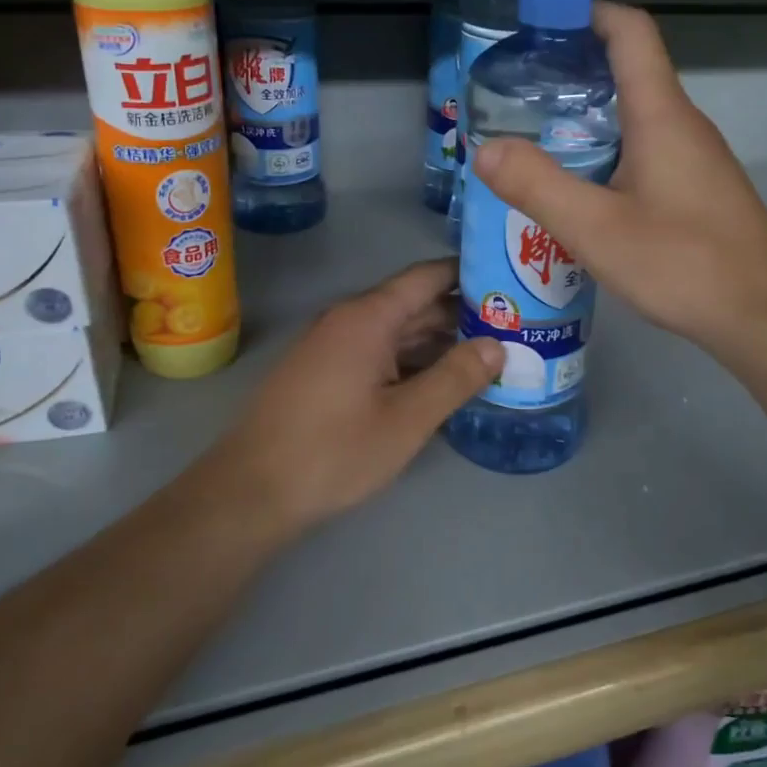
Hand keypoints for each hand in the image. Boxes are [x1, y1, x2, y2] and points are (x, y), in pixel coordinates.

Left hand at [202, 260, 502, 529]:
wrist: (250, 492)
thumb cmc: (334, 451)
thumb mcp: (406, 419)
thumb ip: (455, 378)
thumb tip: (498, 345)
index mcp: (368, 317)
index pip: (427, 276)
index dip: (469, 274)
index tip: (510, 279)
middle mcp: (349, 320)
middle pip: (415, 304)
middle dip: (463, 314)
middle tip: (515, 325)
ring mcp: (334, 347)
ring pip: (398, 332)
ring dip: (440, 341)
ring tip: (491, 353)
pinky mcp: (326, 373)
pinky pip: (379, 353)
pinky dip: (413, 361)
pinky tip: (443, 381)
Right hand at [472, 3, 766, 359]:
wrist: (765, 315)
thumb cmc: (684, 264)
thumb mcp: (596, 229)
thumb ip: (538, 186)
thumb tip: (485, 149)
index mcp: (661, 114)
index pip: (630, 31)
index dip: (586, 12)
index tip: (537, 24)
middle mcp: (682, 124)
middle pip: (628, 70)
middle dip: (572, 70)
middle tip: (515, 94)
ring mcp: (694, 158)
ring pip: (635, 115)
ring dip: (586, 116)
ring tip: (533, 140)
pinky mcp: (697, 189)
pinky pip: (645, 150)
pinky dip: (606, 151)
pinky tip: (579, 189)